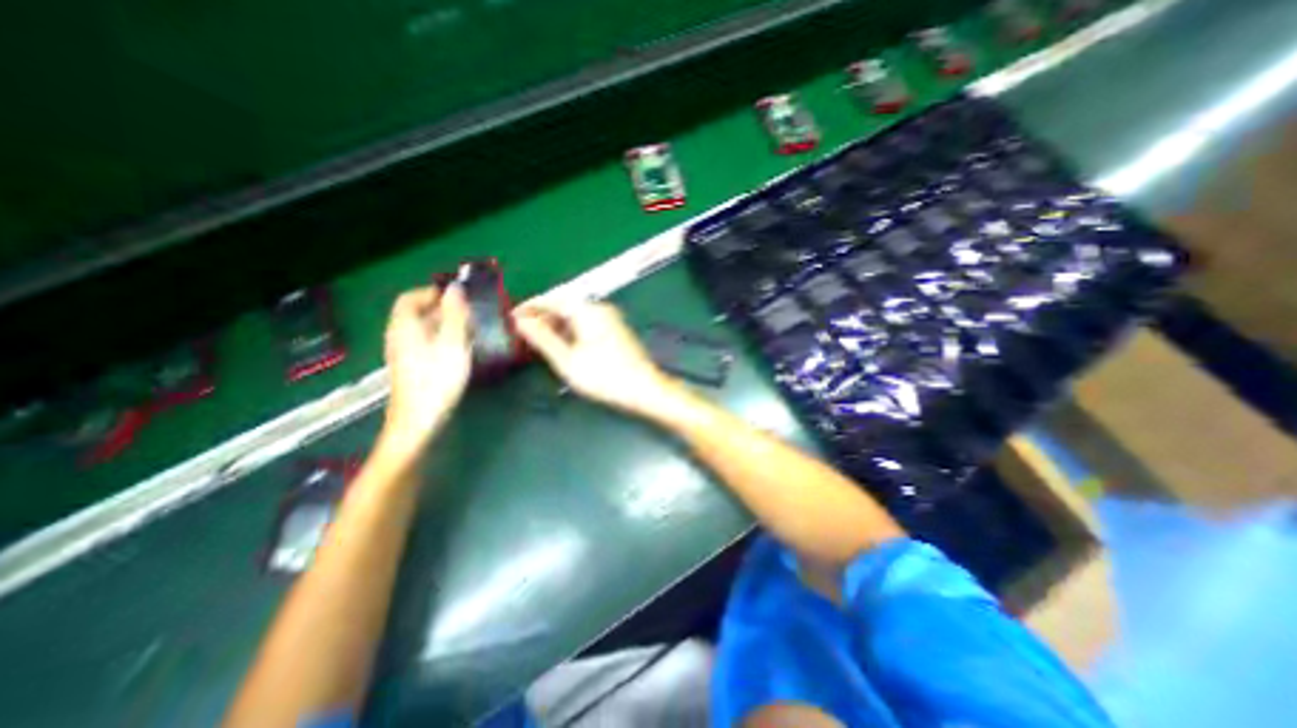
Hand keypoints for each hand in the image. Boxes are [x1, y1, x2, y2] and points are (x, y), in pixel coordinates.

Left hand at [380, 285, 471, 447]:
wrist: (420, 420)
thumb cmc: (437, 379)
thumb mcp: (452, 343)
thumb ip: (455, 315)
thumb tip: (456, 288)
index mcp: (405, 326)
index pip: (410, 298)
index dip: (433, 292)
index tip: (459, 297)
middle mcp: (400, 336)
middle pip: (418, 313)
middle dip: (444, 310)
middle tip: (471, 315)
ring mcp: (405, 353)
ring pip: (425, 329)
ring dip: (447, 326)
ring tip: (472, 331)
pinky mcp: (413, 367)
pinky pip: (428, 344)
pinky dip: (444, 340)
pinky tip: (462, 350)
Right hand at [515, 301, 681, 415]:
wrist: (644, 388)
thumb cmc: (604, 376)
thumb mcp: (567, 360)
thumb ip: (542, 338)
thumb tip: (521, 321)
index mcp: (587, 310)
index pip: (552, 299)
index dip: (529, 307)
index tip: (511, 316)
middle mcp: (600, 308)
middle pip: (564, 306)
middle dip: (542, 317)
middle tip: (521, 332)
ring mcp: (610, 318)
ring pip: (575, 316)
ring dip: (556, 325)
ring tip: (537, 340)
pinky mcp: (614, 329)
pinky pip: (586, 323)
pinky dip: (570, 331)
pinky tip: (562, 344)